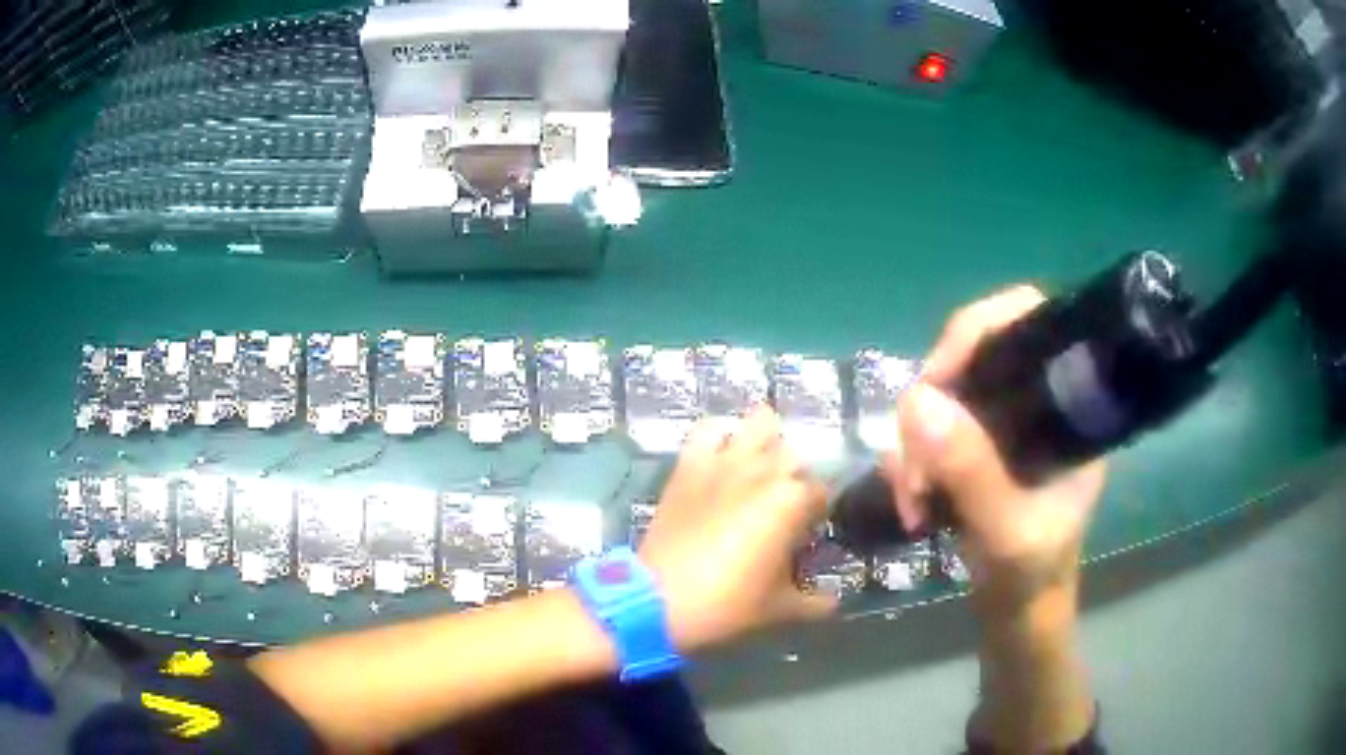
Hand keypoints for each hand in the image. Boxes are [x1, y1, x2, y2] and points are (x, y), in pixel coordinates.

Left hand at [639, 407, 835, 652]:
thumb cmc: (727, 602)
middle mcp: (764, 471)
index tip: (808, 532)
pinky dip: (720, 433)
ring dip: (767, 440)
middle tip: (785, 507)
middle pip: (794, 455)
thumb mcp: (778, 608)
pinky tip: (723, 451)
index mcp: (792, 501)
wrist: (658, 598)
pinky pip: (708, 430)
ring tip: (762, 466)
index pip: (821, 492)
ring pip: (759, 423)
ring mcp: (725, 462)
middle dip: (795, 476)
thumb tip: (834, 604)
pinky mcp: (690, 464)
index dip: (818, 512)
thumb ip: (814, 603)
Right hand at [885, 286, 1106, 618]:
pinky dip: (911, 459)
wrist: (1019, 612)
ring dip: (914, 444)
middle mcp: (1035, 401)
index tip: (936, 379)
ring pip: (942, 396)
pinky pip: (929, 428)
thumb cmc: (1033, 576)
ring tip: (913, 499)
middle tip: (915, 469)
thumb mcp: (1008, 532)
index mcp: (1068, 405)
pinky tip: (913, 501)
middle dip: (932, 408)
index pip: (1029, 321)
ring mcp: (1002, 424)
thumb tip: (917, 400)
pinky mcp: (976, 447)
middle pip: (971, 356)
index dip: (978, 330)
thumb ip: (972, 472)